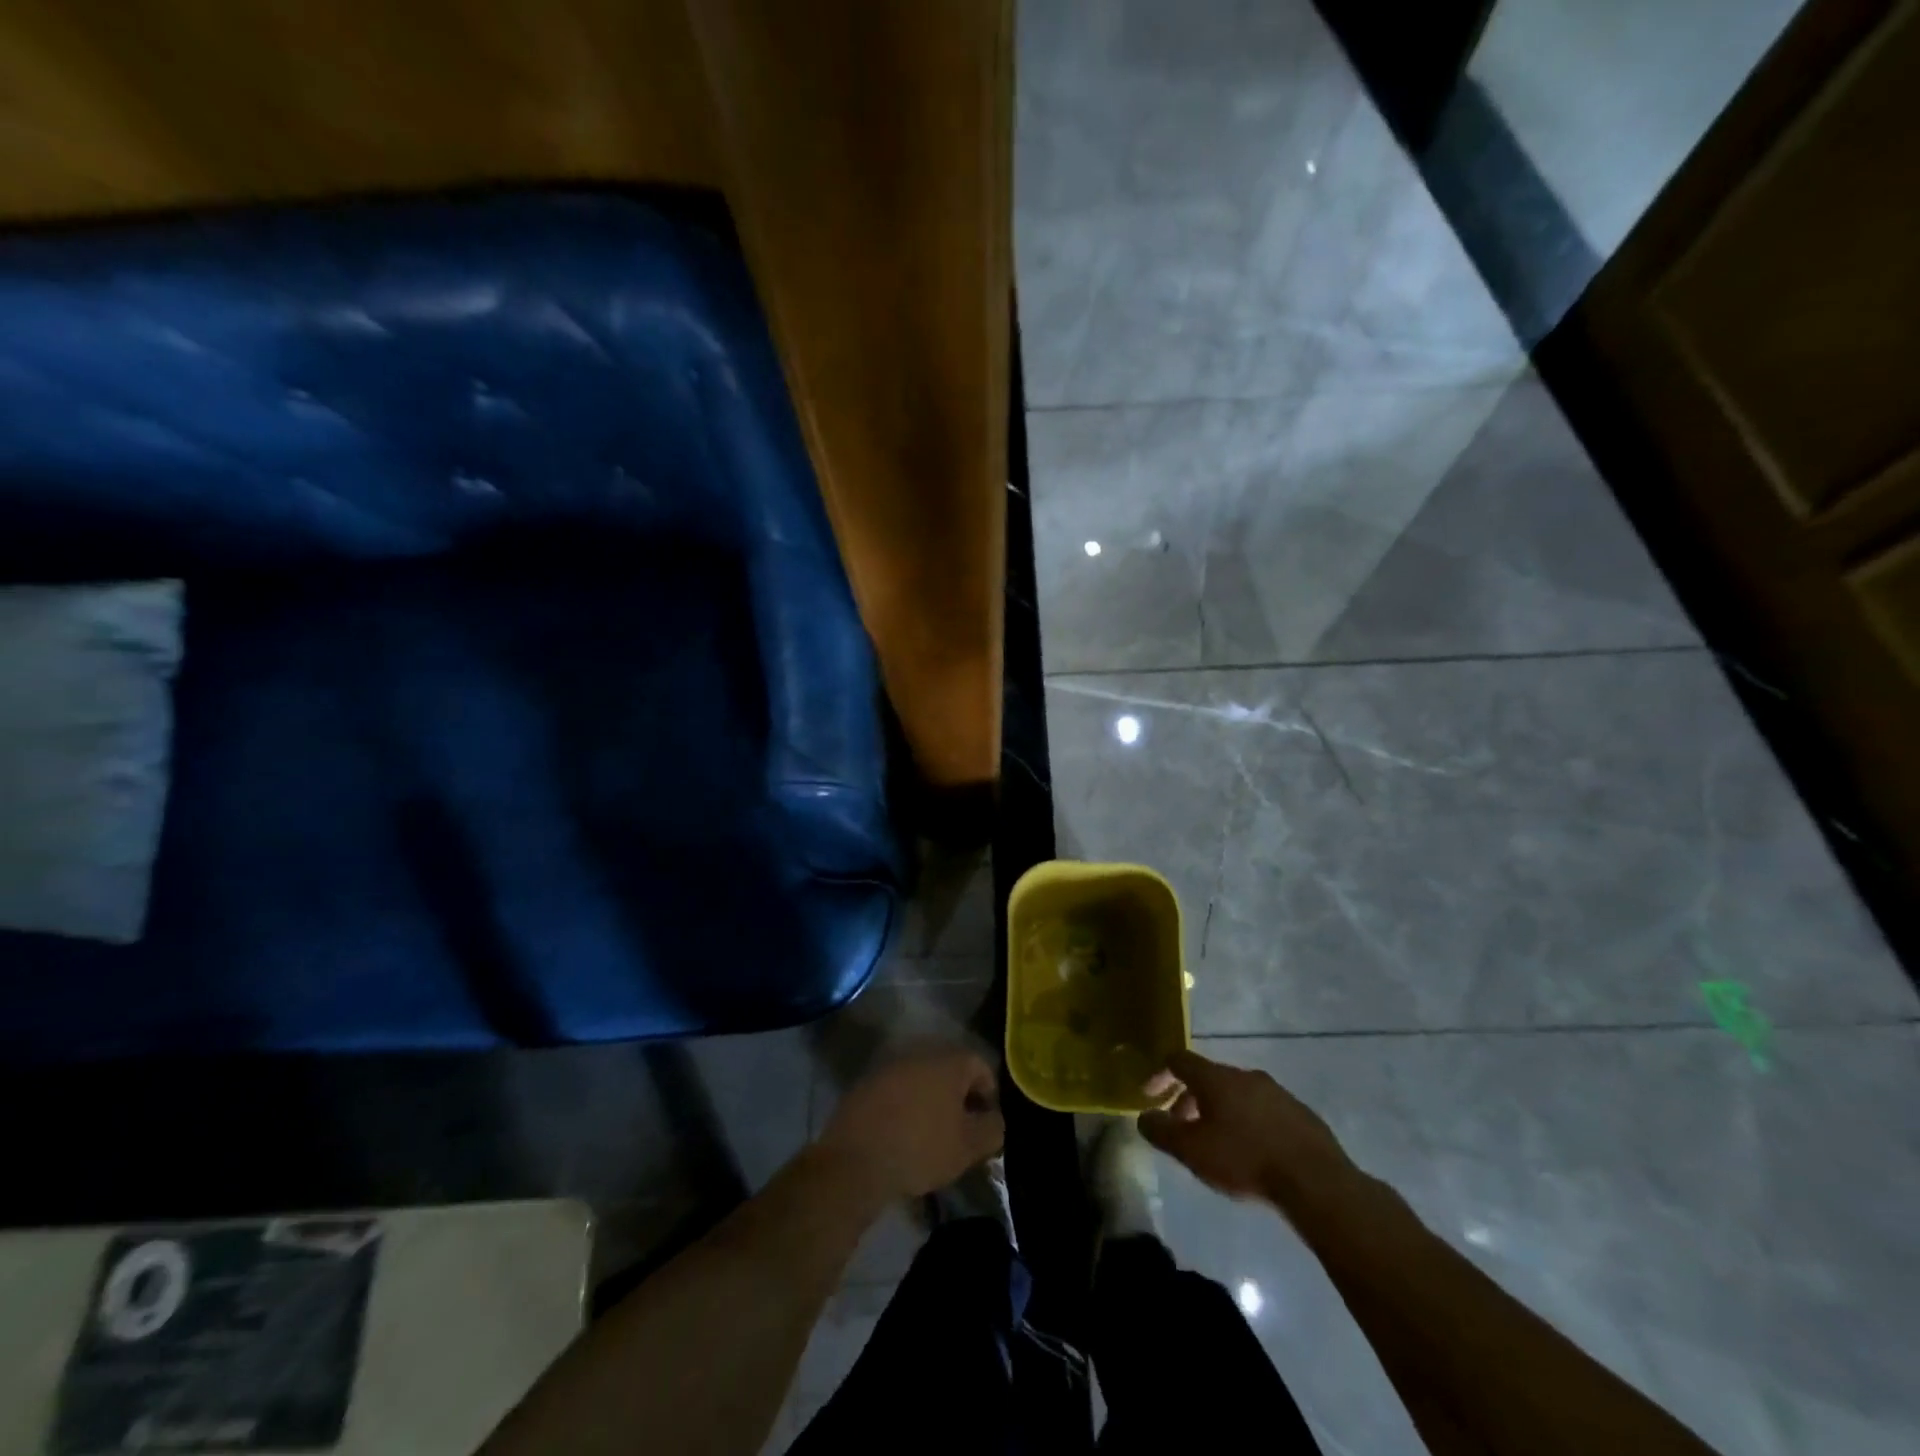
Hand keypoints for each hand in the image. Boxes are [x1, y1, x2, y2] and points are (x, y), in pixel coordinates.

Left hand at [816, 1045, 1004, 1201]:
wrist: (856, 1159)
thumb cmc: (921, 1148)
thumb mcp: (968, 1147)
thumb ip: (992, 1129)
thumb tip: (994, 1119)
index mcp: (949, 1061)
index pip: (981, 1067)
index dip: (989, 1096)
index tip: (985, 1126)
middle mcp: (921, 1052)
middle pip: (950, 1070)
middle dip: (959, 1097)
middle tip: (961, 1130)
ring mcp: (891, 1065)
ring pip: (922, 1079)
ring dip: (931, 1101)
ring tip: (932, 1135)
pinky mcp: (867, 1082)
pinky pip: (897, 1090)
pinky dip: (906, 1106)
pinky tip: (903, 1134)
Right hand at [1139, 1049, 1356, 1208]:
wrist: (1317, 1182)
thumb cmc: (1245, 1160)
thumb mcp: (1192, 1151)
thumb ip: (1162, 1131)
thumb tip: (1144, 1116)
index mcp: (1217, 1078)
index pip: (1179, 1060)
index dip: (1160, 1074)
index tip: (1150, 1096)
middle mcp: (1245, 1075)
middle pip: (1209, 1078)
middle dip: (1190, 1099)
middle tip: (1182, 1128)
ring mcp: (1277, 1092)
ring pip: (1238, 1094)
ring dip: (1220, 1111)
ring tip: (1218, 1144)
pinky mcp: (1301, 1114)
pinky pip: (1264, 1110)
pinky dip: (1249, 1123)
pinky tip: (1253, 1152)